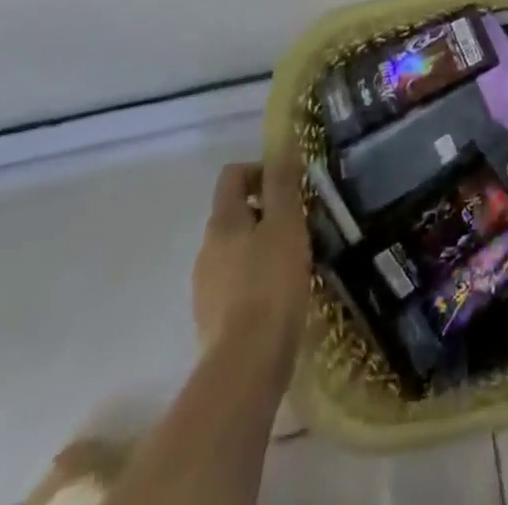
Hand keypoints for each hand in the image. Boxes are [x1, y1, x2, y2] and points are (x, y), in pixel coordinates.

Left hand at [192, 159, 311, 379]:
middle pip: (235, 213)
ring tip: (296, 261)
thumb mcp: (286, 224)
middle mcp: (206, 249)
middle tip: (301, 225)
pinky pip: (237, 283)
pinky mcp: (214, 321)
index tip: (290, 187)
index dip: (261, 170)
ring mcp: (206, 287)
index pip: (232, 175)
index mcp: (222, 222)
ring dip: (263, 246)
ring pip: (237, 249)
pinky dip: (258, 279)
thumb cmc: (271, 283)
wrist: (246, 367)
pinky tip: (282, 295)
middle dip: (267, 211)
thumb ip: (282, 182)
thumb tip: (283, 141)